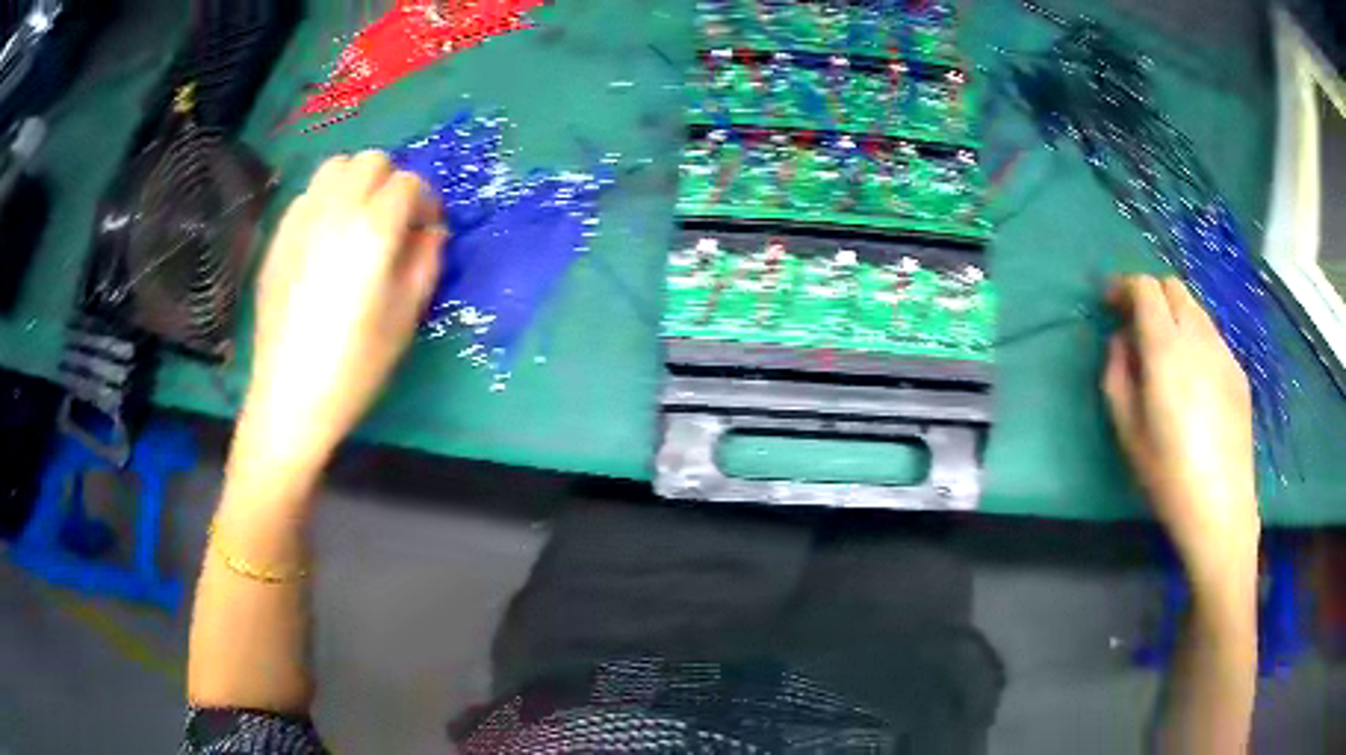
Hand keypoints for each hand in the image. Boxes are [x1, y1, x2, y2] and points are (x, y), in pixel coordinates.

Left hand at [237, 152, 443, 474]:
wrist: (289, 398)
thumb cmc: (355, 366)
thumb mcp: (405, 318)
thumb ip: (425, 262)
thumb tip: (431, 232)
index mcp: (373, 230)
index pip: (409, 184)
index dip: (426, 203)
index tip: (427, 230)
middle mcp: (335, 211)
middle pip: (372, 162)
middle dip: (391, 183)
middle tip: (394, 222)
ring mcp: (300, 221)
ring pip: (335, 167)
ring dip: (356, 182)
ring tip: (359, 220)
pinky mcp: (278, 238)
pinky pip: (308, 195)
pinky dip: (326, 200)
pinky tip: (326, 238)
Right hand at [1102, 276, 1258, 585]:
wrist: (1221, 507)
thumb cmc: (1168, 475)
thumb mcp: (1127, 431)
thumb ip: (1117, 375)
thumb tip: (1120, 341)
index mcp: (1166, 348)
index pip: (1145, 288)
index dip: (1124, 287)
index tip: (1110, 303)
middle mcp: (1198, 336)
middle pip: (1173, 288)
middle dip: (1150, 295)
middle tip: (1137, 326)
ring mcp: (1223, 351)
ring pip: (1195, 309)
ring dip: (1174, 315)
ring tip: (1165, 352)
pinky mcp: (1237, 370)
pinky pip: (1212, 335)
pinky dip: (1195, 338)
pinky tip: (1192, 377)